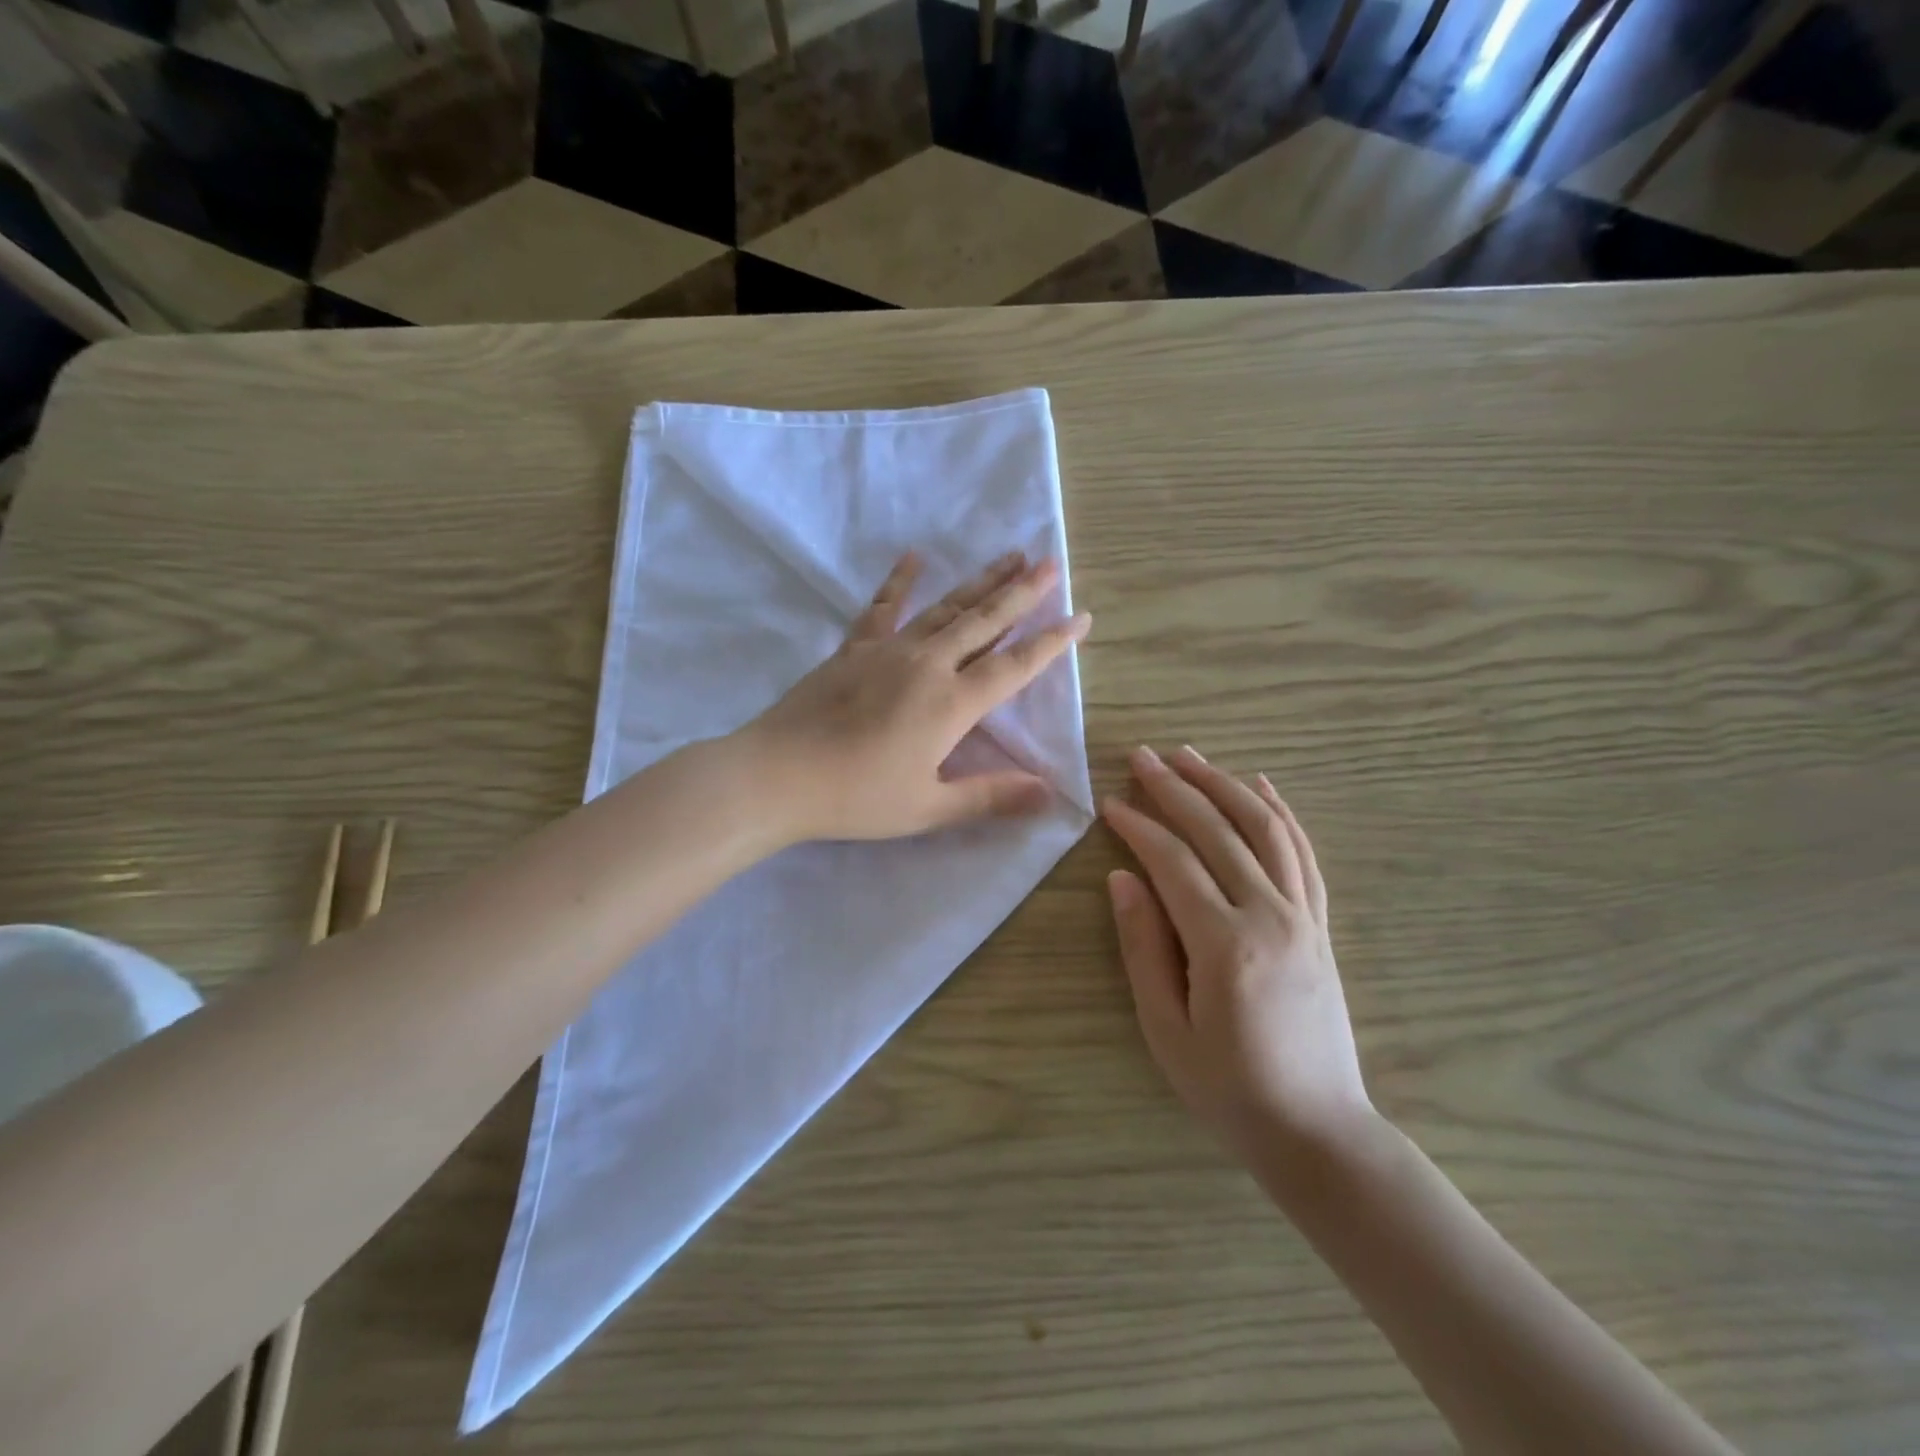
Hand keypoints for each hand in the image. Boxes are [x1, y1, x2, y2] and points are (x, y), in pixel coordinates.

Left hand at [740, 551, 1089, 842]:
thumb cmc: (856, 797)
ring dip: (980, 582)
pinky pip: (882, 608)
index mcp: (951, 704)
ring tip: (1009, 556)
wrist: (777, 775)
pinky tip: (914, 557)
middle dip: (1021, 593)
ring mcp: (888, 651)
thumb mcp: (928, 807)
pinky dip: (900, 582)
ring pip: (945, 608)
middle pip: (984, 622)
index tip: (1080, 617)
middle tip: (1051, 564)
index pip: (1014, 666)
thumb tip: (1049, 793)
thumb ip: (990, 796)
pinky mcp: (853, 649)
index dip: (1051, 643)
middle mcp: (927, 665)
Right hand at [1103, 746, 1372, 1157]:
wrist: (1318, 1130)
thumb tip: (1123, 879)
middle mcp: (1270, 916)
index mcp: (1225, 943)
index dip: (1138, 826)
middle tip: (1143, 756)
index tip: (1110, 802)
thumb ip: (1143, 947)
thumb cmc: (1228, 1088)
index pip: (1174, 861)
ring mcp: (1303, 917)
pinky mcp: (1320, 925)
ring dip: (1226, 786)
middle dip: (1177, 788)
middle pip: (1219, 831)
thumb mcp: (1166, 1028)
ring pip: (1266, 830)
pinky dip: (1281, 813)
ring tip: (1192, 757)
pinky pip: (1303, 855)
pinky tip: (1262, 786)